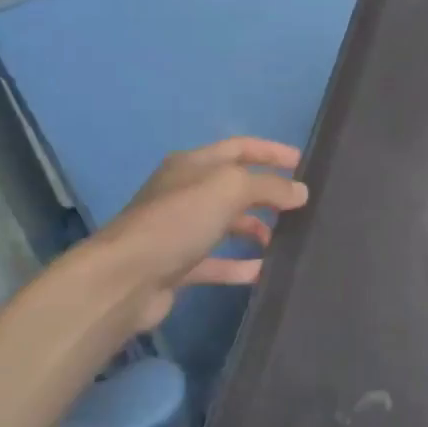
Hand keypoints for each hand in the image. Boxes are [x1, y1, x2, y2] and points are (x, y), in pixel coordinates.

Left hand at [86, 137, 308, 337]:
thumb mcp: (230, 189)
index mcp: (193, 164)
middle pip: (234, 186)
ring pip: (227, 224)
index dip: (271, 151)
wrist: (124, 279)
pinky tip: (264, 271)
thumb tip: (300, 192)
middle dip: (267, 193)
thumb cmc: (178, 220)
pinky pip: (217, 262)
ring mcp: (179, 230)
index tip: (302, 163)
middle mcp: (185, 192)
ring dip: (256, 229)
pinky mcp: (177, 266)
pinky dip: (240, 266)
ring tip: (286, 239)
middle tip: (301, 205)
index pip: (240, 147)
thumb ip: (270, 186)